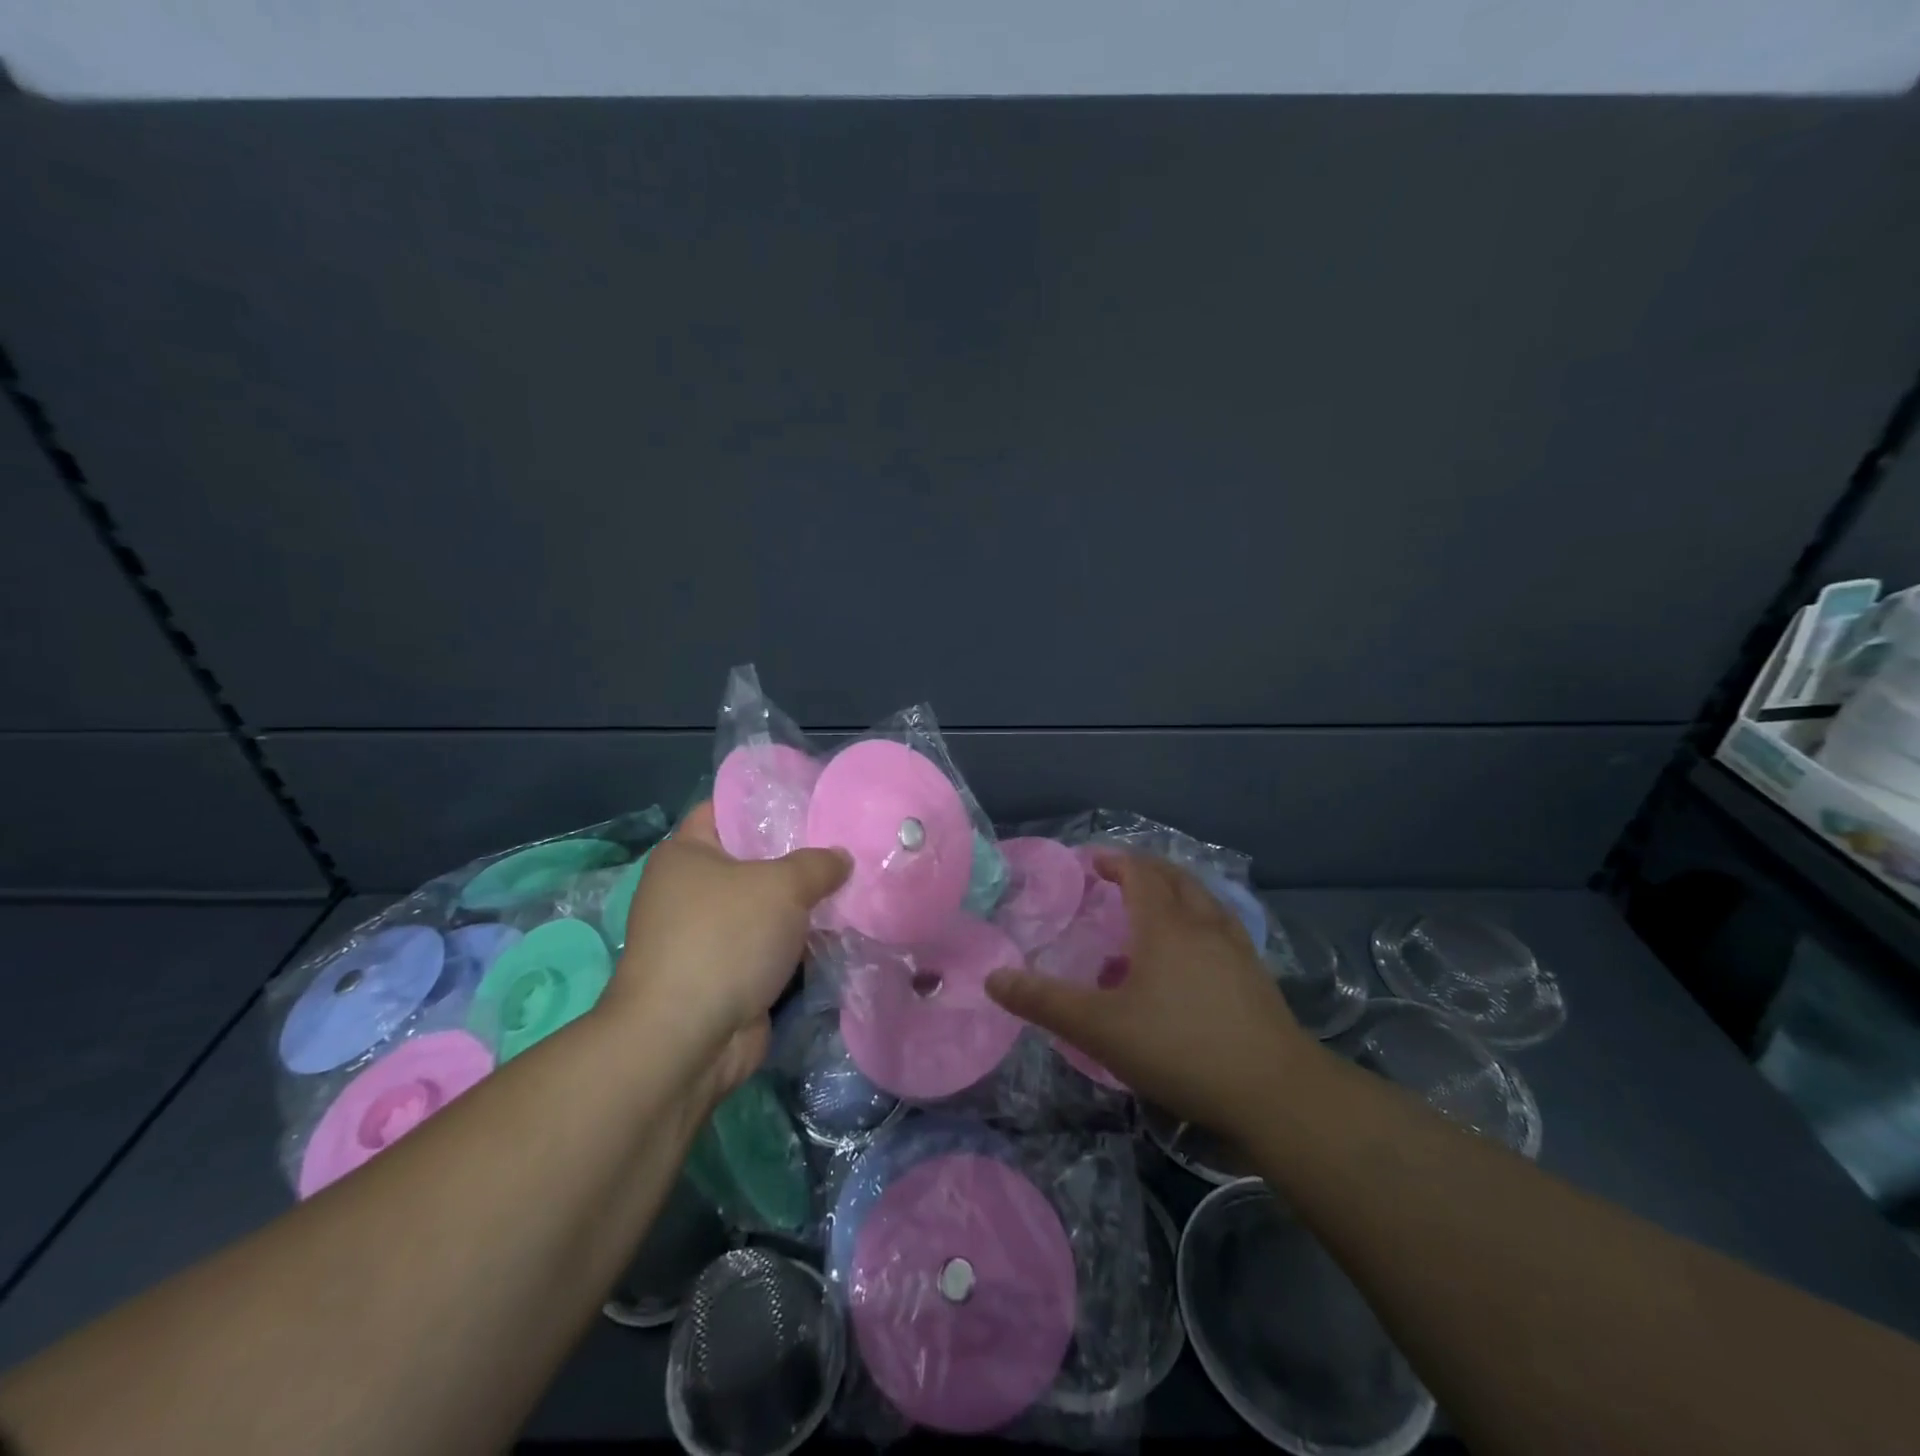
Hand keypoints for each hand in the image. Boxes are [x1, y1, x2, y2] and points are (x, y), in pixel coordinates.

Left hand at [611, 802, 849, 1104]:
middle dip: (798, 855)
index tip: (814, 800)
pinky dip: (798, 940)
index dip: (768, 802)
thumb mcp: (781, 886)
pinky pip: (770, 944)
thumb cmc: (724, 939)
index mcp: (686, 854)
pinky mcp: (725, 974)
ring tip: (855, 883)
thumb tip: (841, 858)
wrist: (686, 1040)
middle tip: (847, 842)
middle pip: (753, 859)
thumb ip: (817, 864)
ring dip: (803, 904)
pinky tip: (840, 928)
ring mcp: (707, 935)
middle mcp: (690, 890)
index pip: (727, 809)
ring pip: (766, 906)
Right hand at [986, 852, 1313, 1137]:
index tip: (1092, 863)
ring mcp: (1237, 949)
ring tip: (1154, 913)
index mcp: (1165, 925)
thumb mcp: (1100, 1029)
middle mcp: (1203, 925)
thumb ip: (1045, 1002)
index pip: (1139, 873)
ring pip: (1204, 902)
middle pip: (1175, 878)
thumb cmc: (1180, 1049)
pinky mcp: (1257, 977)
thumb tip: (993, 979)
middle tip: (1120, 878)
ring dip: (1176, 894)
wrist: (1275, 1092)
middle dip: (1145, 870)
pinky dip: (1198, 923)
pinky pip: (1221, 929)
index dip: (1115, 861)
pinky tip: (1192, 958)